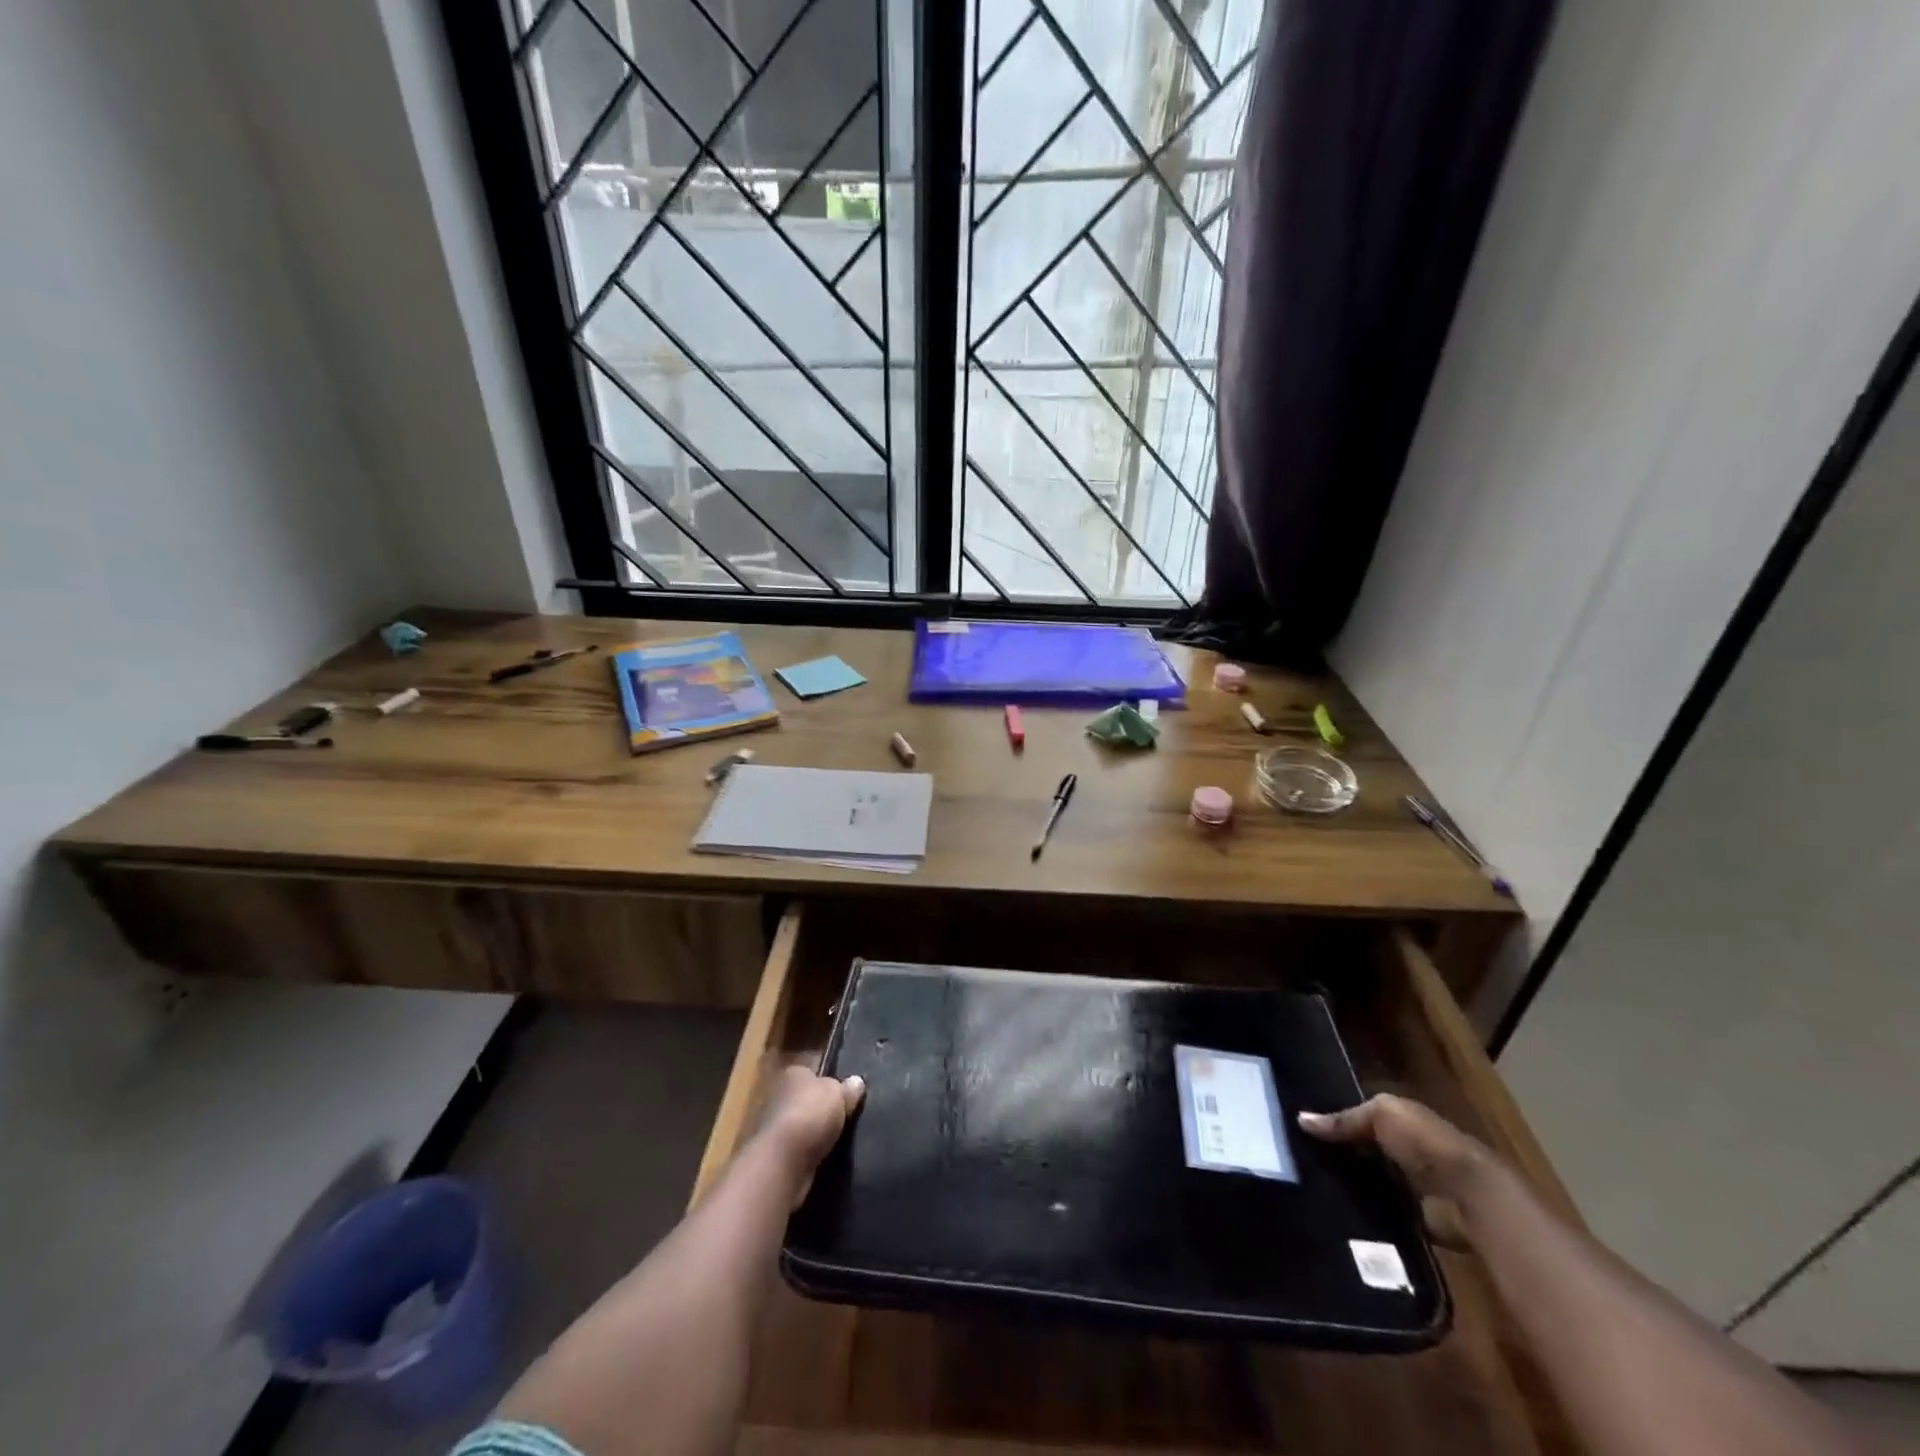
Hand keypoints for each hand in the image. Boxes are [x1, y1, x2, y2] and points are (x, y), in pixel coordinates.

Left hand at [756, 1065, 865, 1205]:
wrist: (783, 1162)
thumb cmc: (810, 1114)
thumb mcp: (838, 1093)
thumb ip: (847, 1088)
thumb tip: (857, 1082)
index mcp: (792, 1074)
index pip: (811, 1073)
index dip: (827, 1081)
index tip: (844, 1092)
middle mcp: (778, 1096)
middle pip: (805, 1100)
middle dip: (820, 1109)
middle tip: (846, 1117)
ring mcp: (774, 1128)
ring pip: (802, 1126)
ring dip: (815, 1134)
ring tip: (841, 1140)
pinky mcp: (775, 1156)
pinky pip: (799, 1150)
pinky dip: (809, 1154)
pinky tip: (827, 1158)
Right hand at [1297, 1093, 1492, 1202]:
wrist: (1469, 1196)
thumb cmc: (1425, 1143)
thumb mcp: (1381, 1115)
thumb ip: (1344, 1119)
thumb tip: (1300, 1119)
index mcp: (1402, 1120)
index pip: (1361, 1117)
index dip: (1334, 1120)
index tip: (1301, 1128)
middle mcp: (1407, 1150)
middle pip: (1364, 1150)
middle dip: (1338, 1154)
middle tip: (1298, 1158)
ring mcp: (1413, 1186)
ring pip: (1371, 1182)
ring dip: (1351, 1185)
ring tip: (1310, 1186)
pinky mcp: (1415, 1219)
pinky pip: (1382, 1212)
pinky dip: (1365, 1213)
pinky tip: (1337, 1212)